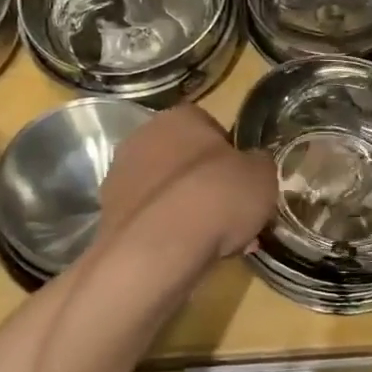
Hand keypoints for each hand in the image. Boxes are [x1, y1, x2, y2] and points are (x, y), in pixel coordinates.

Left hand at [99, 106, 276, 260]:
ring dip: (188, 210)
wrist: (158, 249)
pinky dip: (170, 233)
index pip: (210, 126)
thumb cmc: (216, 197)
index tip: (244, 180)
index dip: (231, 154)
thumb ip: (258, 164)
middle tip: (232, 213)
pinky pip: (152, 220)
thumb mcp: (262, 176)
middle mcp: (143, 138)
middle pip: (185, 159)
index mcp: (180, 117)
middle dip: (207, 184)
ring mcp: (121, 177)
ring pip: (168, 192)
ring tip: (218, 242)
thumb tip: (252, 165)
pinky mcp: (109, 215)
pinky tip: (191, 254)